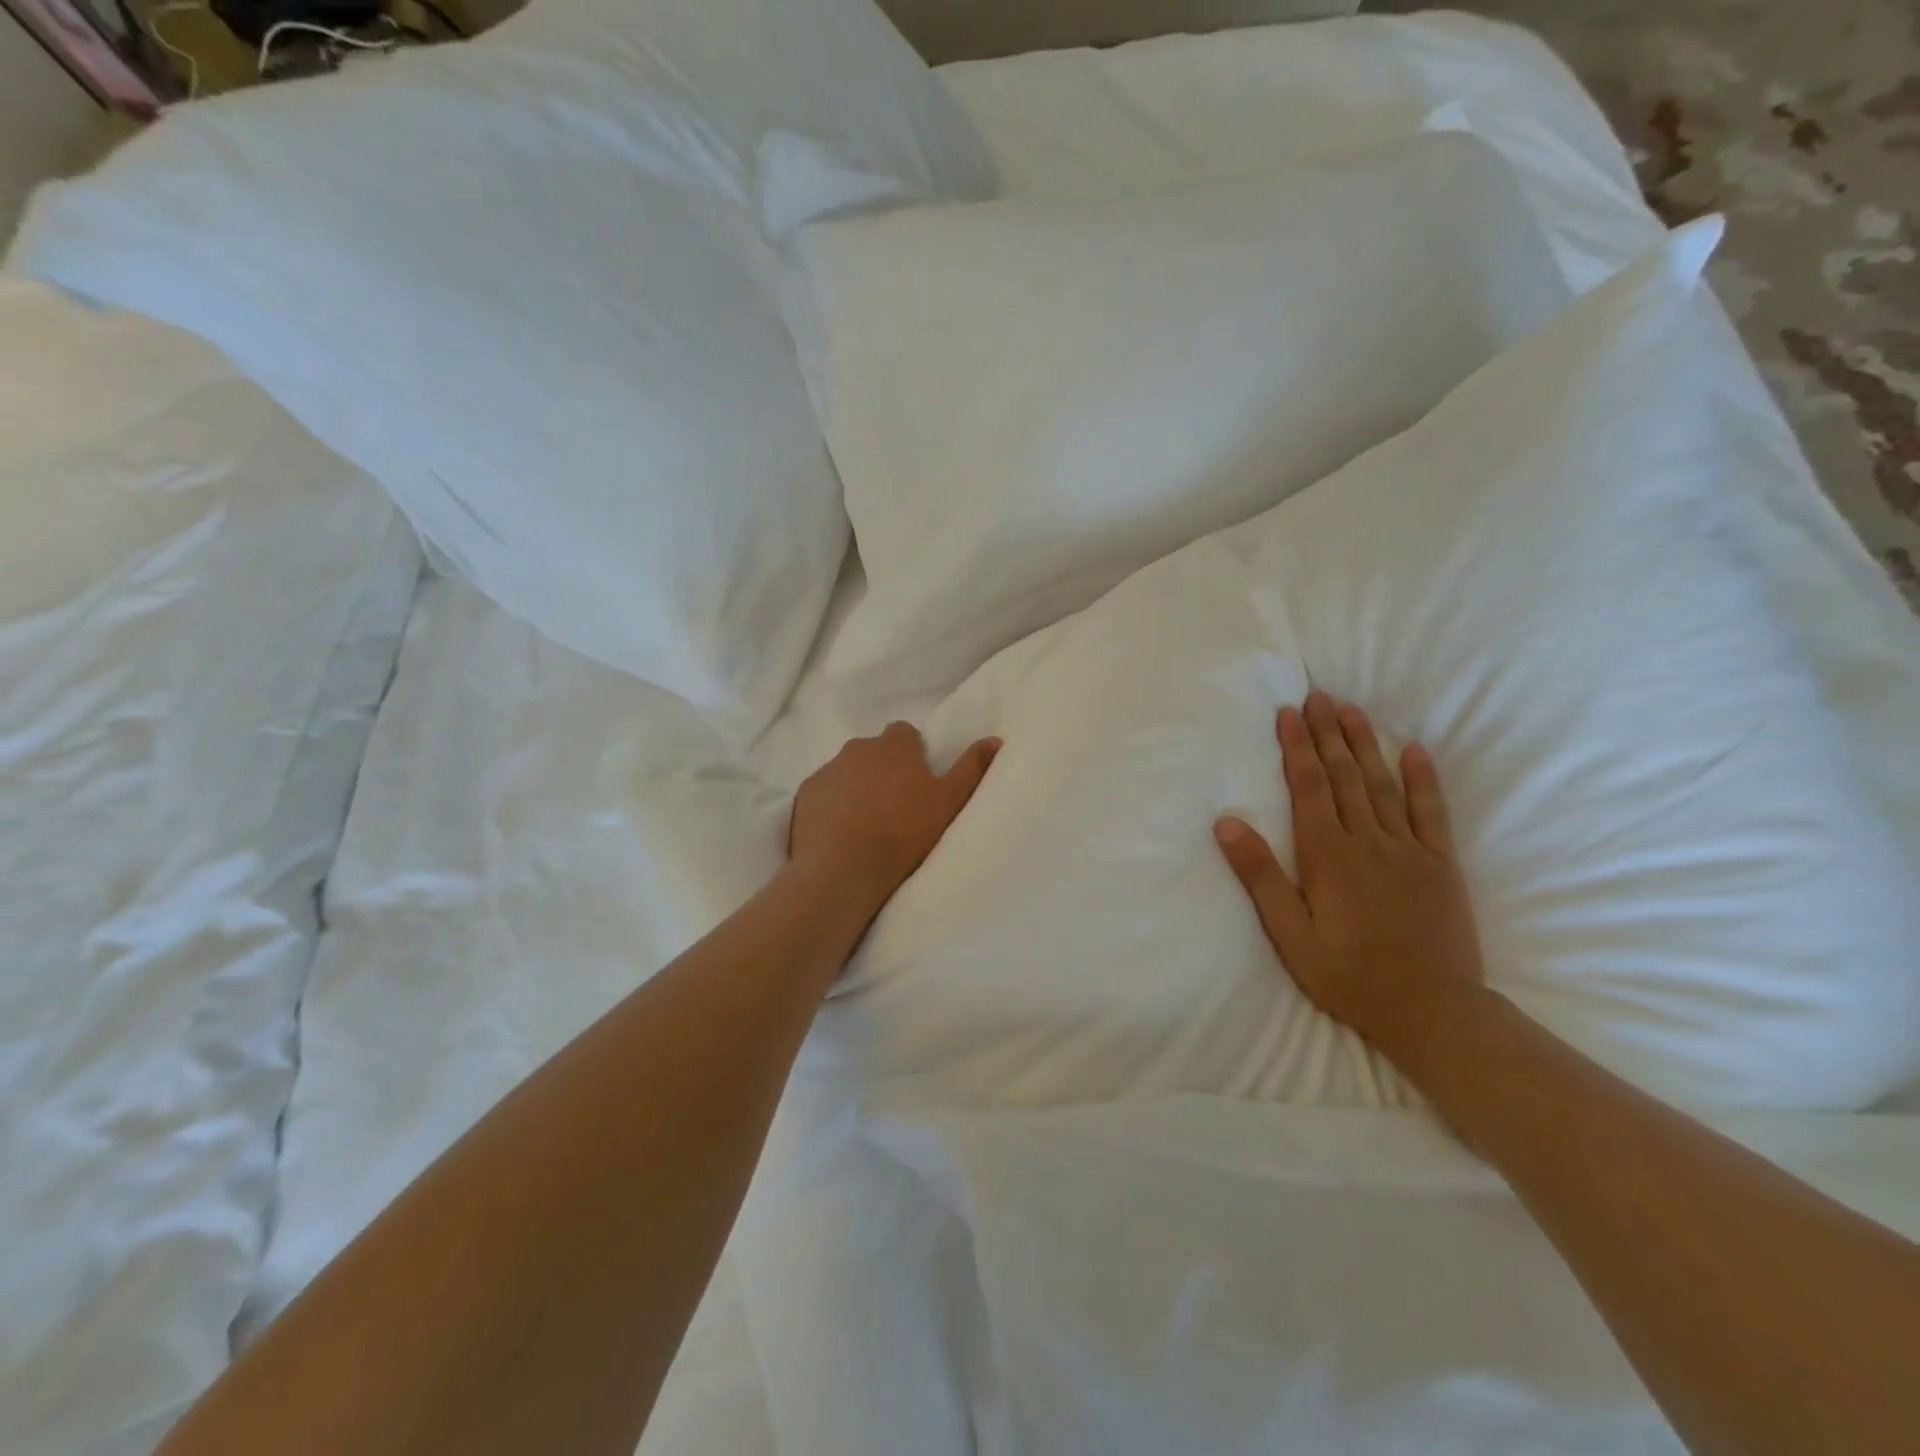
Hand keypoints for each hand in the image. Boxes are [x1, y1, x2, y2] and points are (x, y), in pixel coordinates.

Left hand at [789, 722, 999, 917]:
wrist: (843, 868)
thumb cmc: (904, 832)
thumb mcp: (950, 801)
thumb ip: (972, 767)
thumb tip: (995, 739)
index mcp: (894, 745)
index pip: (905, 734)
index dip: (913, 755)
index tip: (919, 783)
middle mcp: (857, 748)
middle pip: (874, 752)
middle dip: (884, 770)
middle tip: (897, 807)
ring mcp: (826, 770)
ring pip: (847, 772)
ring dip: (857, 788)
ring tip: (868, 825)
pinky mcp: (804, 795)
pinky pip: (823, 794)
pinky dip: (832, 807)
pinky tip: (841, 835)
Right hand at [1214, 692, 1486, 1071]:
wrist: (1433, 1011)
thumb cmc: (1348, 974)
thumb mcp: (1289, 932)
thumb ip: (1260, 875)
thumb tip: (1227, 822)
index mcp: (1327, 854)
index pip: (1309, 787)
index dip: (1298, 747)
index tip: (1289, 713)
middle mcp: (1368, 840)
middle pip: (1344, 776)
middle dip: (1328, 733)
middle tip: (1319, 696)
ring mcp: (1409, 849)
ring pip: (1382, 784)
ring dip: (1365, 744)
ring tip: (1352, 710)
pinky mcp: (1440, 864)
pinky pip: (1431, 812)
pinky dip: (1423, 779)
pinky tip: (1415, 750)